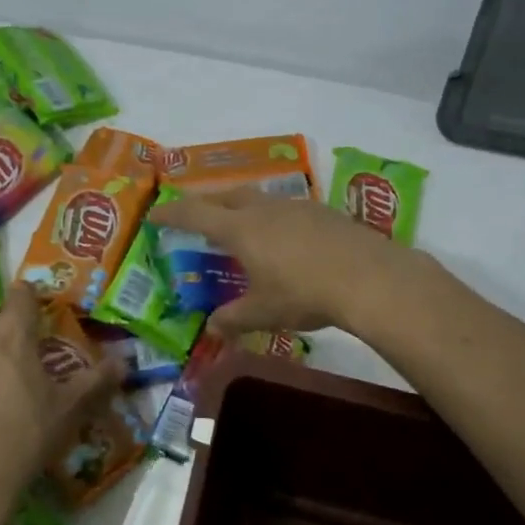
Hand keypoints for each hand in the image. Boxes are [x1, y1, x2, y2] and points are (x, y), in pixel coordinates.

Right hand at [150, 189, 408, 337]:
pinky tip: (285, 236)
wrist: (369, 277)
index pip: (195, 214)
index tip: (155, 213)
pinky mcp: (323, 212)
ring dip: (242, 206)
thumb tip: (212, 328)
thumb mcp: (264, 312)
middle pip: (226, 196)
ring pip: (259, 198)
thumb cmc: (305, 294)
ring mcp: (296, 206)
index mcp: (241, 229)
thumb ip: (234, 318)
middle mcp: (264, 209)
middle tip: (195, 213)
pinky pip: (287, 208)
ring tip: (240, 223)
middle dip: (206, 202)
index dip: (172, 213)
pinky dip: (273, 217)